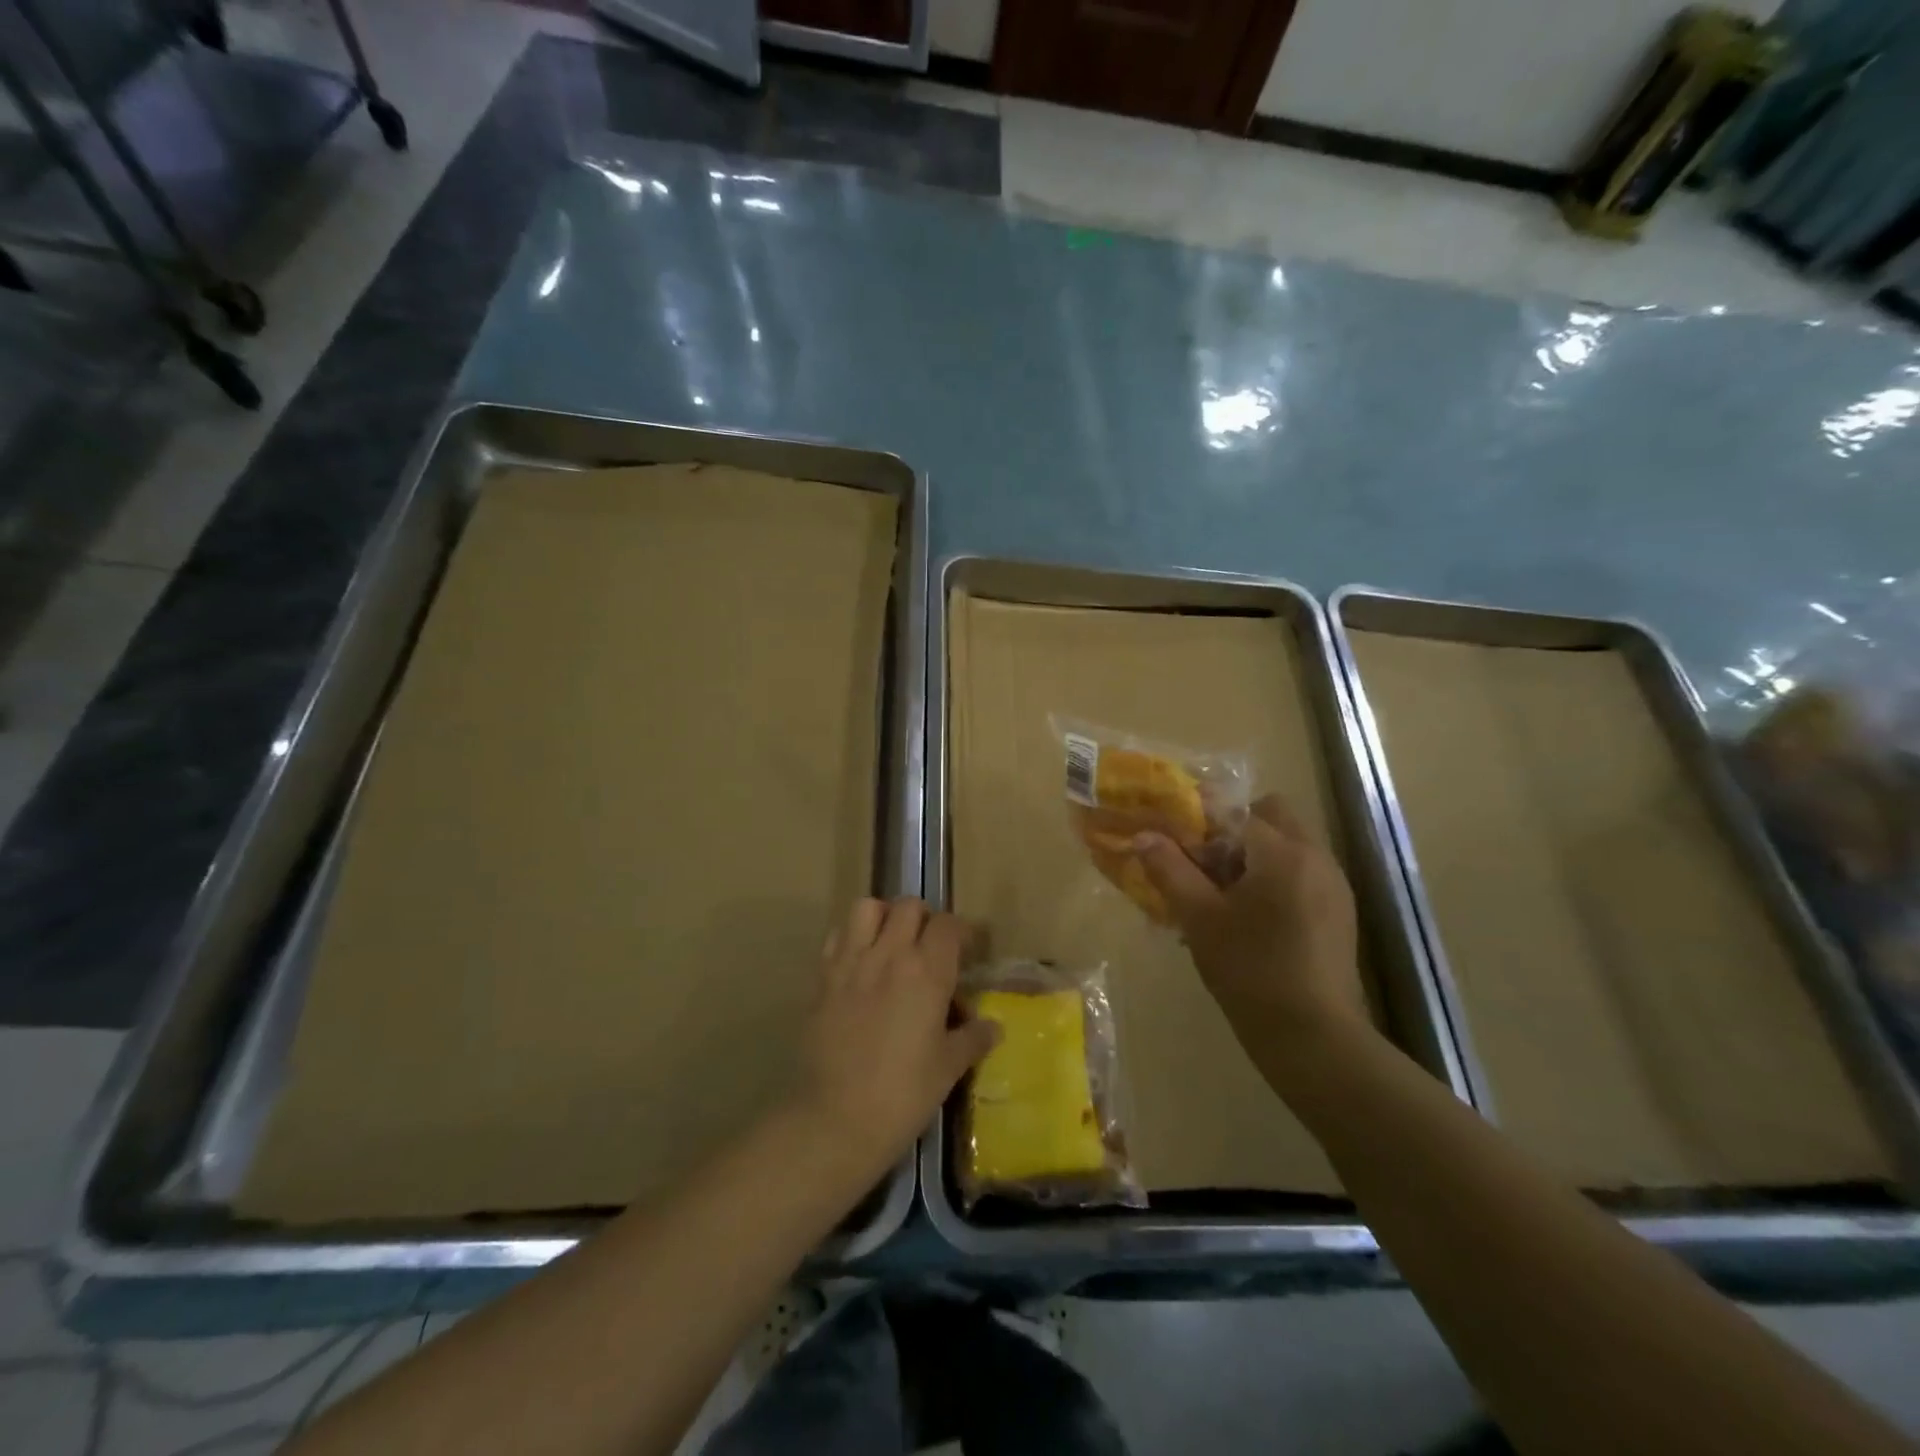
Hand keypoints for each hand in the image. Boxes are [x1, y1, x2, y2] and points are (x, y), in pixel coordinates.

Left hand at [792, 897, 997, 1178]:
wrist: (835, 1119)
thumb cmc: (902, 1095)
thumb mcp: (948, 1069)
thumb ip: (972, 1039)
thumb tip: (993, 1027)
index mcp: (927, 972)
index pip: (948, 925)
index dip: (962, 932)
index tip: (968, 951)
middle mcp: (889, 955)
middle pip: (908, 906)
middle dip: (924, 918)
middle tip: (930, 947)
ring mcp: (851, 962)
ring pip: (867, 908)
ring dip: (883, 917)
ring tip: (891, 944)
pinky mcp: (822, 977)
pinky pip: (837, 935)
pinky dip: (852, 938)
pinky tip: (860, 965)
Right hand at [1136, 795, 1371, 1054]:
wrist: (1313, 1037)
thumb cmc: (1250, 970)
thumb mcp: (1199, 918)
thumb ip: (1170, 869)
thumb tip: (1143, 836)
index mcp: (1282, 852)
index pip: (1237, 811)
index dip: (1204, 822)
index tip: (1181, 847)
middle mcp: (1316, 857)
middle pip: (1272, 817)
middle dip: (1235, 831)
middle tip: (1206, 867)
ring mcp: (1334, 885)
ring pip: (1289, 845)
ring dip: (1255, 855)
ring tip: (1224, 898)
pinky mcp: (1340, 912)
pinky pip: (1302, 874)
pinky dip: (1275, 879)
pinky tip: (1252, 920)